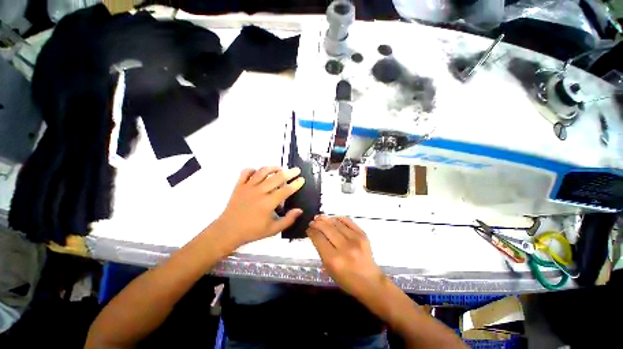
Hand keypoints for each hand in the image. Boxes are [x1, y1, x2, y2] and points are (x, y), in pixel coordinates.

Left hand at [212, 167, 304, 250]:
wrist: (228, 231)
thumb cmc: (252, 231)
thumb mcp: (273, 230)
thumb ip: (288, 220)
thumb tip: (299, 210)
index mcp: (268, 203)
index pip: (286, 190)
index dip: (296, 184)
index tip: (302, 179)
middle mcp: (259, 192)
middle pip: (277, 177)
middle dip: (289, 172)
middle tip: (296, 170)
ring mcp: (248, 187)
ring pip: (262, 171)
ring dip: (273, 168)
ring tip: (280, 168)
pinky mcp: (239, 186)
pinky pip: (246, 172)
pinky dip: (253, 170)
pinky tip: (258, 172)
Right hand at [307, 216, 385, 298]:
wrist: (370, 281)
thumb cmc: (347, 280)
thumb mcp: (329, 269)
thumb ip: (322, 251)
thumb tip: (315, 234)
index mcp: (334, 260)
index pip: (318, 238)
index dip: (311, 231)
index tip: (308, 229)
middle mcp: (344, 247)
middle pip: (326, 228)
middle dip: (317, 223)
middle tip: (313, 221)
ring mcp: (355, 239)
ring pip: (336, 223)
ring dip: (326, 219)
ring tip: (320, 217)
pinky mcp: (363, 235)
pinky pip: (348, 221)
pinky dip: (338, 218)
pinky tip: (333, 219)